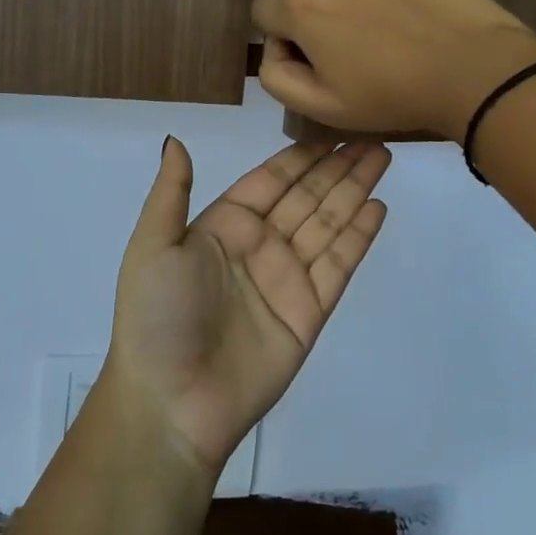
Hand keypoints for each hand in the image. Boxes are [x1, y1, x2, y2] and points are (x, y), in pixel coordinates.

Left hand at [105, 136, 390, 476]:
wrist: (171, 404)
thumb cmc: (156, 317)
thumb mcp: (152, 246)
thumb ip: (171, 192)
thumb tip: (175, 139)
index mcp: (224, 226)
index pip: (272, 179)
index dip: (302, 155)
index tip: (332, 130)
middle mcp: (260, 245)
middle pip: (308, 195)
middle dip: (339, 166)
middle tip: (373, 137)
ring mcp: (288, 278)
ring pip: (329, 223)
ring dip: (355, 190)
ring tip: (383, 158)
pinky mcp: (310, 312)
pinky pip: (339, 264)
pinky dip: (359, 236)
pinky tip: (378, 207)